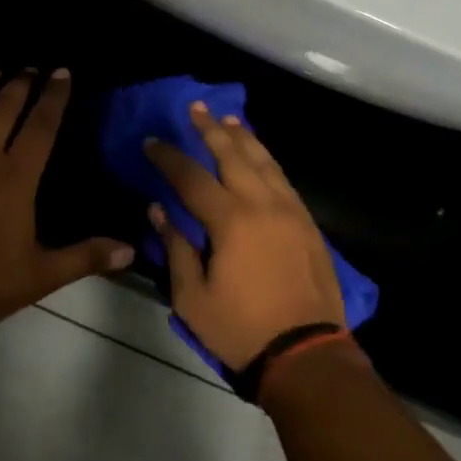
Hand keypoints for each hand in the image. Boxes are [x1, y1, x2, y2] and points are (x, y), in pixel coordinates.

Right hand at [144, 103, 345, 369]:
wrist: (306, 352)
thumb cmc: (241, 329)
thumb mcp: (193, 298)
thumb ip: (176, 248)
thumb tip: (159, 209)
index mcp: (231, 220)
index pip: (192, 177)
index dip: (169, 158)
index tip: (152, 141)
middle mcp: (262, 203)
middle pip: (233, 155)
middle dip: (211, 130)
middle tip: (196, 109)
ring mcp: (290, 210)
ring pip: (264, 161)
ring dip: (244, 138)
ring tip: (229, 120)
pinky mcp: (307, 222)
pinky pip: (283, 178)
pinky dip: (268, 160)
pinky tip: (260, 155)